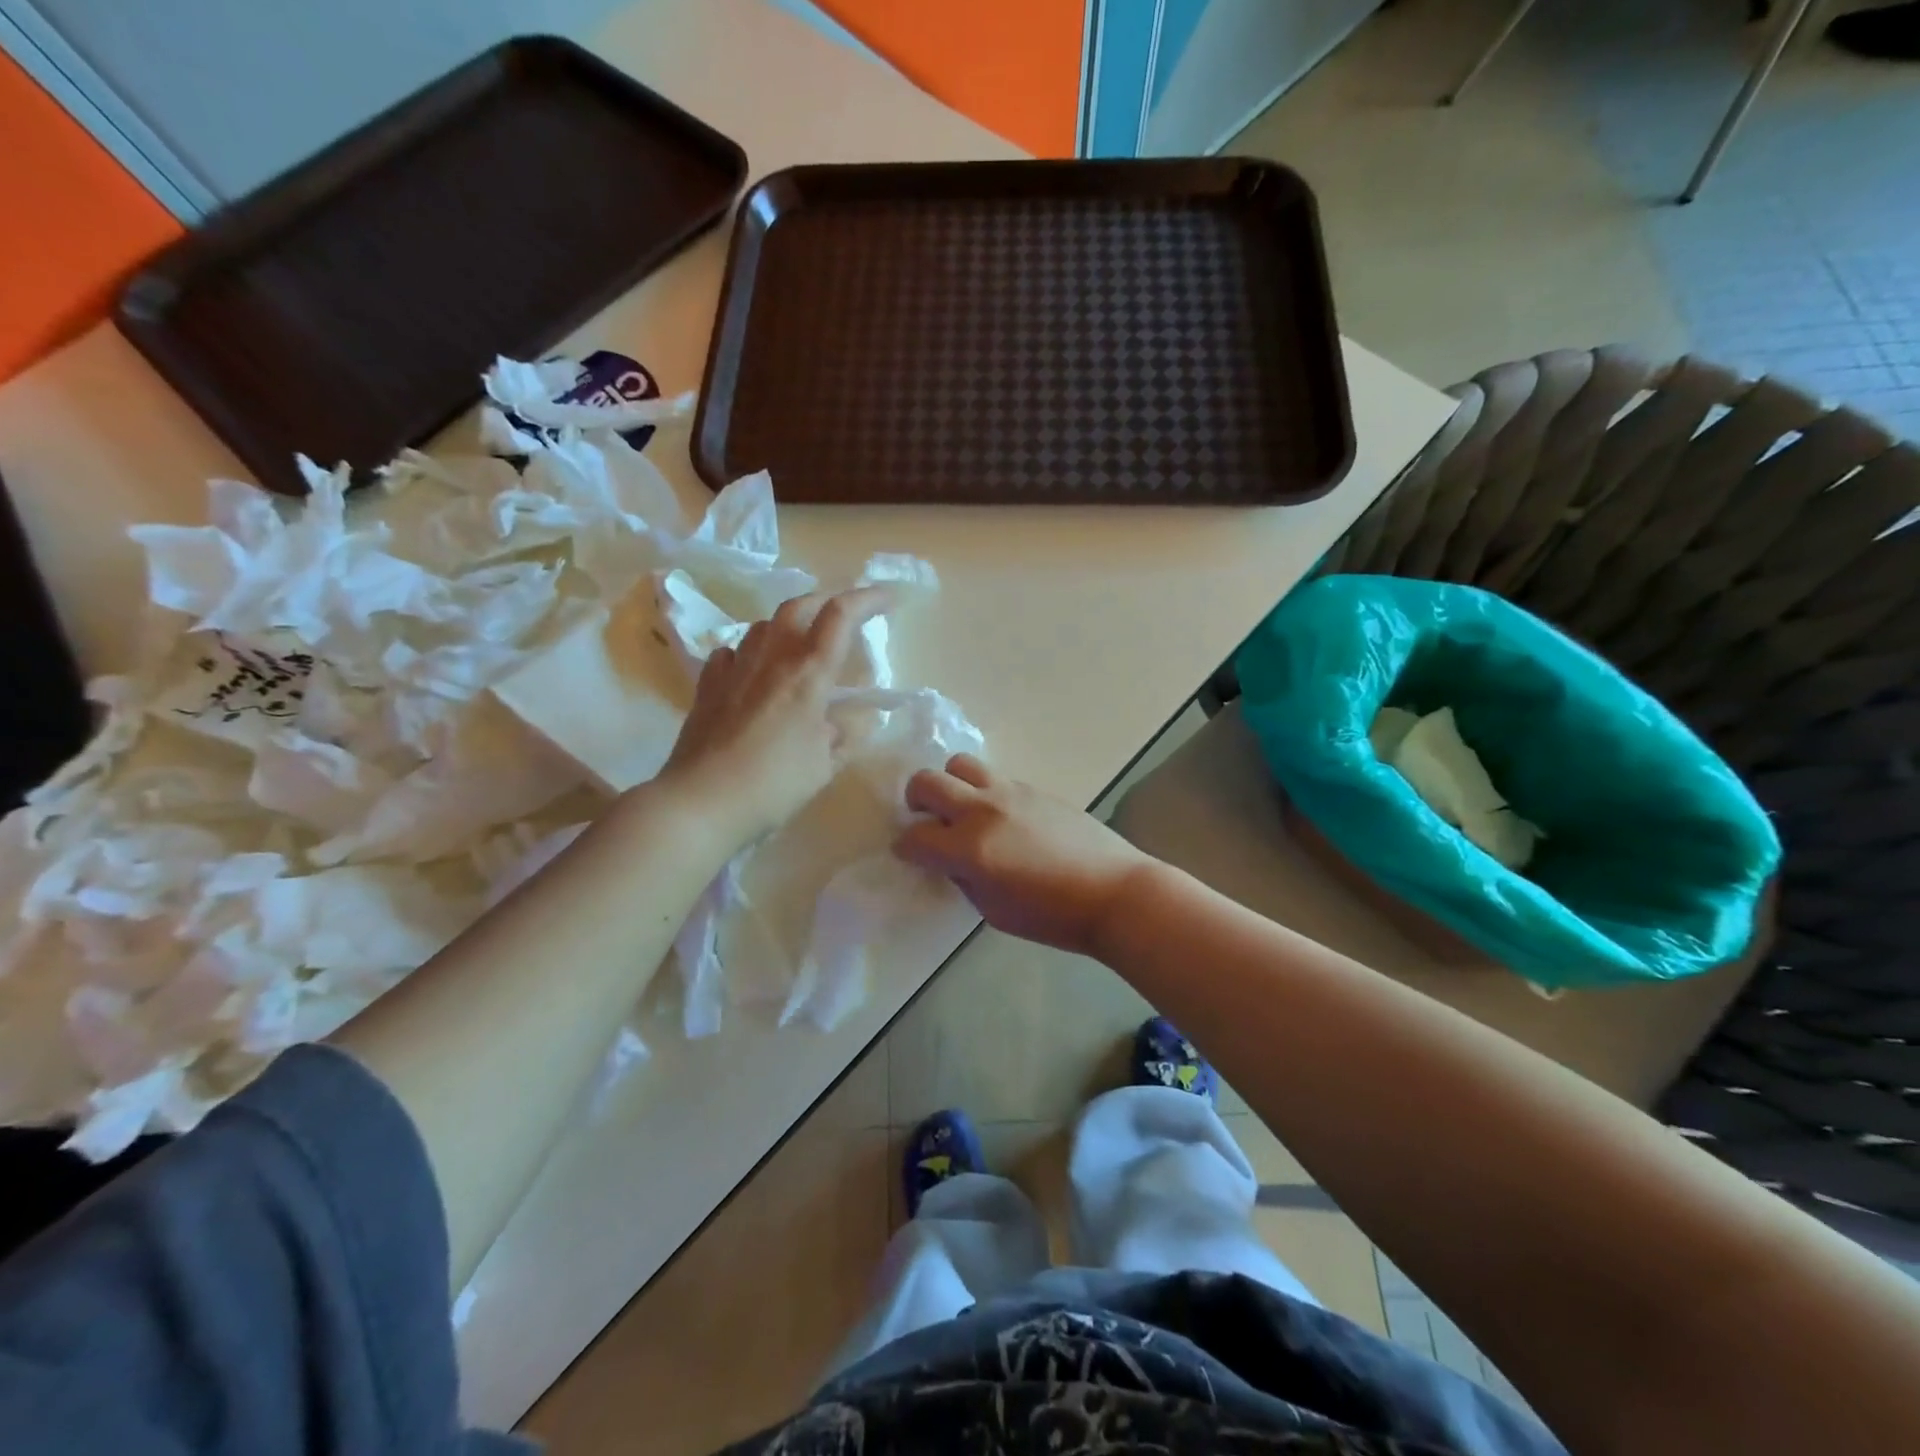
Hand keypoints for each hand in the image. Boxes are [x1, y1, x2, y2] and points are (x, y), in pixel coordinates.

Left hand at [659, 586, 889, 850]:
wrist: (700, 803)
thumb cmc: (773, 785)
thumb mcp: (823, 766)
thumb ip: (842, 738)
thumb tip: (845, 722)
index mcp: (807, 675)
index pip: (840, 617)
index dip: (867, 598)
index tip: (888, 598)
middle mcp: (770, 660)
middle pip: (797, 607)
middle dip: (826, 600)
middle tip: (844, 613)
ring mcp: (733, 671)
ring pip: (763, 626)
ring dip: (788, 624)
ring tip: (801, 642)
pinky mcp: (707, 689)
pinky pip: (730, 653)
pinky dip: (749, 652)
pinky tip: (752, 669)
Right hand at [894, 754, 1153, 957]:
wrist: (1113, 892)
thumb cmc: (1052, 916)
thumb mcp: (994, 911)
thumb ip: (964, 879)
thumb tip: (951, 860)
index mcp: (970, 849)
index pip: (915, 837)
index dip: (906, 848)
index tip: (909, 854)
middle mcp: (983, 811)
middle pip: (928, 782)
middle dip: (917, 801)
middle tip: (928, 821)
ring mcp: (1010, 793)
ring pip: (961, 765)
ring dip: (951, 785)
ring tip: (963, 810)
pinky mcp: (1034, 788)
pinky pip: (995, 778)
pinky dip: (985, 793)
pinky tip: (1003, 819)